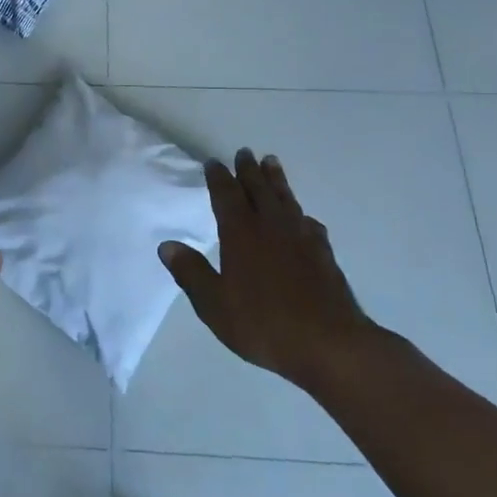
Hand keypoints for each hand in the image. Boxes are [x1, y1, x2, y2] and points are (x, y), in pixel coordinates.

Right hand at [159, 150, 374, 390]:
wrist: (329, 344)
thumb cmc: (263, 324)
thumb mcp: (214, 304)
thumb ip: (191, 272)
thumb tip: (167, 245)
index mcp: (241, 233)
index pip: (226, 196)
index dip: (218, 178)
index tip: (214, 162)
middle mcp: (271, 227)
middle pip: (258, 189)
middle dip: (249, 170)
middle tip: (244, 152)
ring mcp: (301, 238)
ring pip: (286, 199)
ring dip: (276, 180)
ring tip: (272, 162)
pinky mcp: (324, 254)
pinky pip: (309, 223)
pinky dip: (301, 214)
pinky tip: (303, 218)